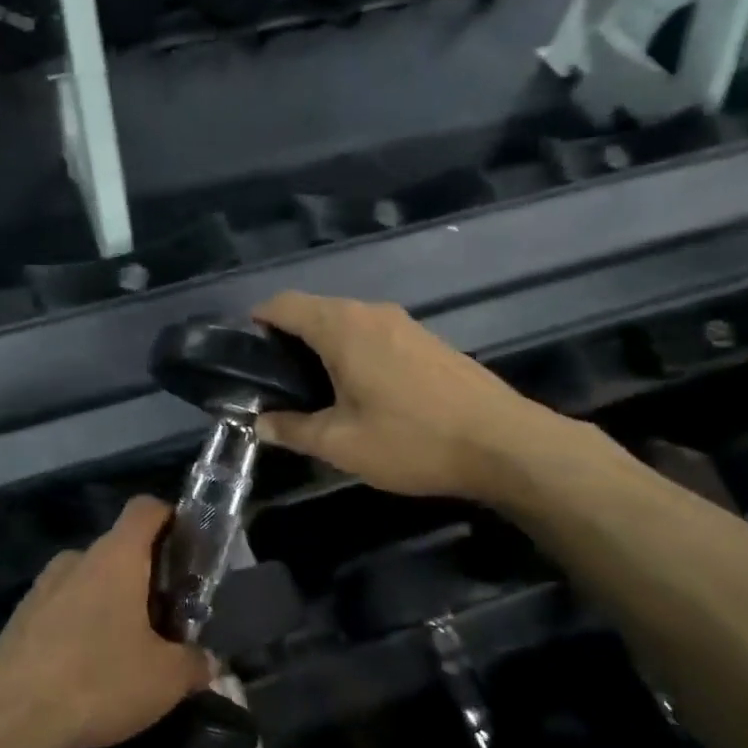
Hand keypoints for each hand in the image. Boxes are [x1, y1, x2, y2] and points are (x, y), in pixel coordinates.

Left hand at [0, 497, 212, 747]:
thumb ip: (193, 663)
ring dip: (110, 603)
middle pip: (119, 550)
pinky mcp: (19, 619)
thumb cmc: (99, 680)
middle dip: (144, 577)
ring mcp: (42, 587)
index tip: (187, 548)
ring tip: (126, 649)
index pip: (145, 509)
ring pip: (88, 581)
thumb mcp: (164, 679)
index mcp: (116, 556)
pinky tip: (87, 670)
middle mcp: (77, 559)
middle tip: (165, 618)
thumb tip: (208, 661)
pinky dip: (80, 626)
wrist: (10, 719)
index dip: (170, 518)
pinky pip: (61, 608)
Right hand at [252, 292, 585, 502]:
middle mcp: (372, 312)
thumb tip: (260, 423)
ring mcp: (405, 323)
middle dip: (287, 338)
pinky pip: (373, 334)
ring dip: (322, 346)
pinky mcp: (427, 340)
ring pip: (346, 322)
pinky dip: (352, 351)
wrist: (504, 444)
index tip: (243, 352)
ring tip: (312, 389)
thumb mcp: (341, 444)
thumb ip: (293, 429)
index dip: (256, 321)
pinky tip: (358, 391)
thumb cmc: (412, 439)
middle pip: (314, 310)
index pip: (284, 304)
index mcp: (343, 327)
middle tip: (273, 381)